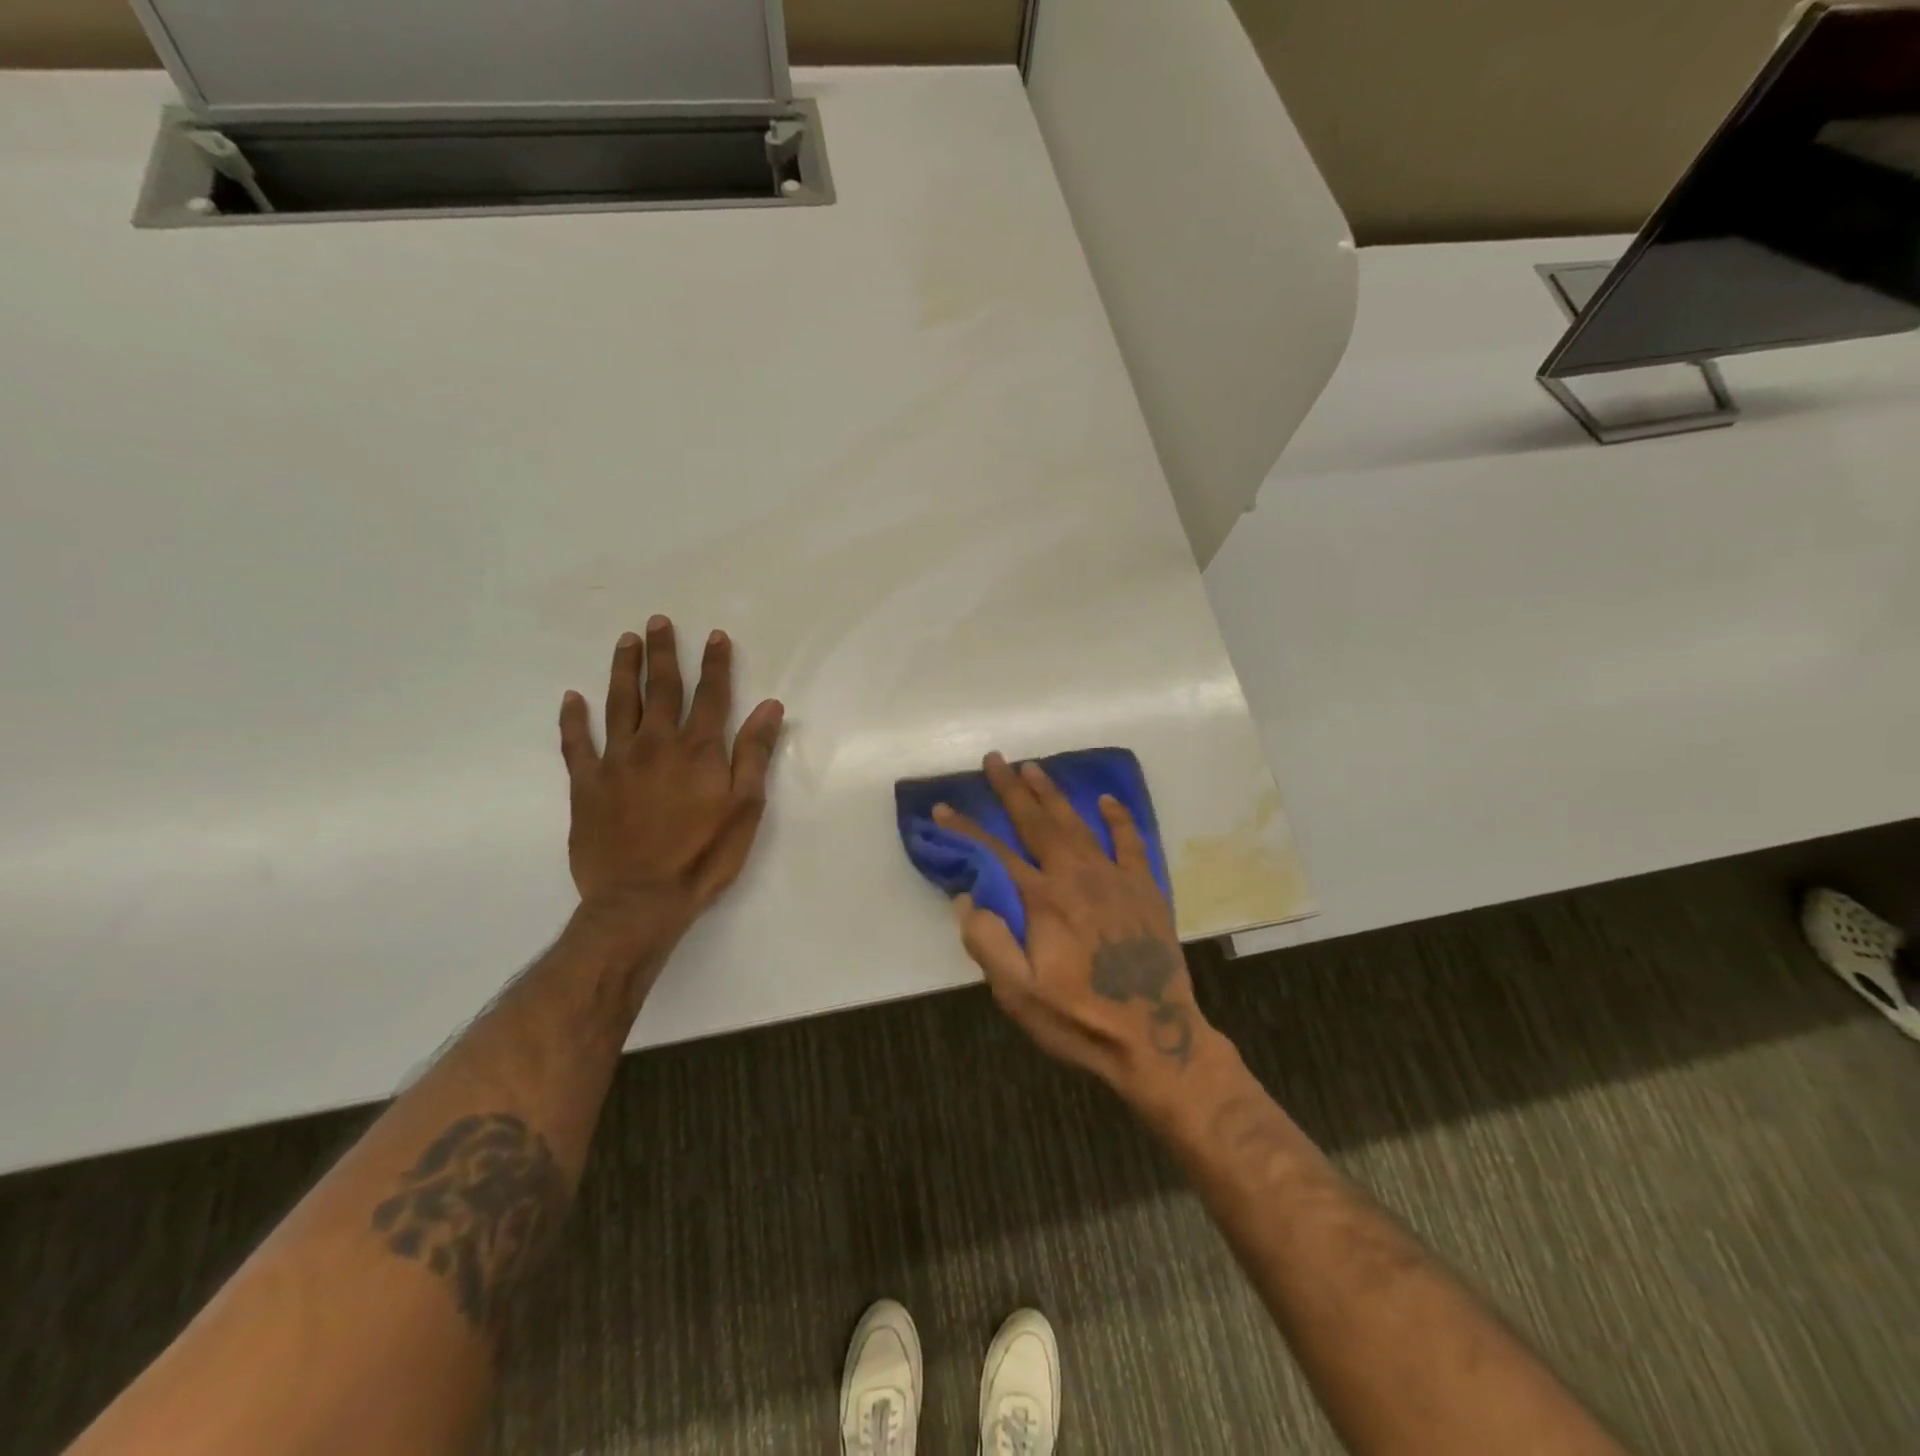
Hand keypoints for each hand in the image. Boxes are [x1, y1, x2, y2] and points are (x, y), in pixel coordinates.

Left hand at [558, 618, 784, 931]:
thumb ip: (754, 754)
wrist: (641, 900)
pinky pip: (576, 743)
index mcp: (699, 750)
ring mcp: (617, 761)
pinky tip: (571, 698)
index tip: (714, 635)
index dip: (715, 663)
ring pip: (619, 704)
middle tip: (657, 622)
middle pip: (661, 688)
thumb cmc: (704, 856)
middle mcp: (656, 744)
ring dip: (622, 670)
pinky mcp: (586, 784)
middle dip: (662, 653)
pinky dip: (572, 719)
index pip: (711, 695)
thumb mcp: (745, 808)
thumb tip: (770, 706)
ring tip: (624, 641)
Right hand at [935, 754, 1218, 1102]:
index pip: (994, 853)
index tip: (943, 806)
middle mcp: (1077, 876)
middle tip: (994, 759)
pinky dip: (1118, 819)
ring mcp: (1114, 878)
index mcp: (1043, 900)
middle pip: (1037, 823)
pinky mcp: (1144, 888)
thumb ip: (988, 943)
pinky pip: (1131, 843)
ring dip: (1053, 794)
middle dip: (1011, 790)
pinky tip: (1106, 801)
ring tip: (1034, 768)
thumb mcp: (1019, 995)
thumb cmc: (1079, 1019)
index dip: (965, 829)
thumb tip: (966, 897)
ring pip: (1077, 824)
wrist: (1156, 1037)